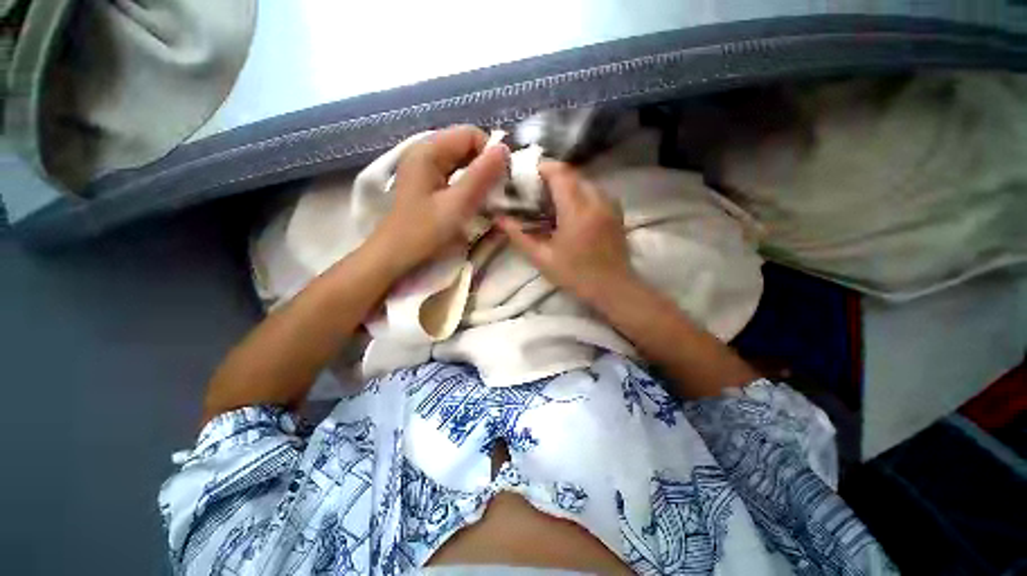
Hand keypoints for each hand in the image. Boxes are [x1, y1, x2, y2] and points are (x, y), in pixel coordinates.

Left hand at [369, 125, 508, 276]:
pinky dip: (468, 185)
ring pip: (462, 162)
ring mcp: (425, 168)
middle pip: (466, 146)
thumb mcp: (457, 204)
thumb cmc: (424, 232)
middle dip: (486, 166)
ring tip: (488, 199)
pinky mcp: (427, 183)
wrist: (395, 256)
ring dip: (479, 177)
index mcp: (428, 150)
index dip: (490, 153)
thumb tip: (505, 148)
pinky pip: (455, 175)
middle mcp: (425, 152)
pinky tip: (473, 202)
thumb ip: (481, 176)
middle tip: (497, 193)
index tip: (502, 181)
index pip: (470, 134)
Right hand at [496, 161, 634, 302]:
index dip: (542, 168)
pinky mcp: (616, 211)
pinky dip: (580, 193)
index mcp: (577, 211)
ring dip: (567, 184)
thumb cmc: (576, 275)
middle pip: (573, 174)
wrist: (613, 288)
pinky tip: (571, 210)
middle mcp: (596, 200)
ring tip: (552, 201)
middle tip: (536, 192)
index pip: (560, 173)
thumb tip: (499, 219)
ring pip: (585, 181)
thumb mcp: (542, 259)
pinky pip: (595, 191)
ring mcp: (610, 204)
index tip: (528, 177)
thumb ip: (519, 236)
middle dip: (552, 176)